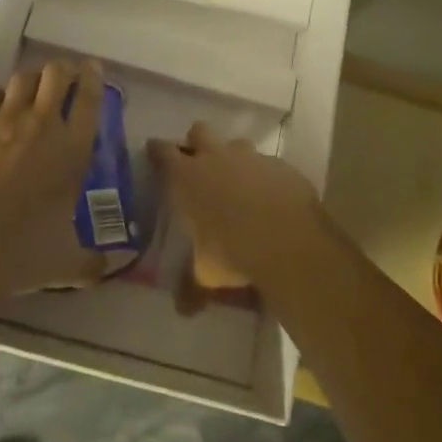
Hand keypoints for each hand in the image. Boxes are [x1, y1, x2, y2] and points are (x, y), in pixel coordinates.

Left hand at [0, 59, 108, 295]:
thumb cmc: (20, 254)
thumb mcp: (64, 263)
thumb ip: (89, 262)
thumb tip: (107, 270)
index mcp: (72, 150)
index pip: (90, 97)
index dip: (92, 77)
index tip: (92, 69)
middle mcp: (42, 124)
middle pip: (56, 73)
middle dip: (61, 69)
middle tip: (61, 78)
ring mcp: (3, 119)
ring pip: (22, 78)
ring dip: (29, 81)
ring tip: (27, 92)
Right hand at [152, 123, 325, 292]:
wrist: (287, 240)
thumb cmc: (232, 252)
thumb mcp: (206, 274)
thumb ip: (191, 286)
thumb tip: (183, 309)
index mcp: (187, 177)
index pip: (163, 152)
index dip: (157, 150)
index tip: (154, 151)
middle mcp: (216, 157)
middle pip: (199, 131)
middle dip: (196, 143)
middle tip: (198, 163)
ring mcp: (250, 158)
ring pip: (236, 144)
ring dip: (233, 158)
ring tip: (237, 183)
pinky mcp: (279, 165)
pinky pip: (267, 164)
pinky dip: (264, 176)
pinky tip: (269, 198)